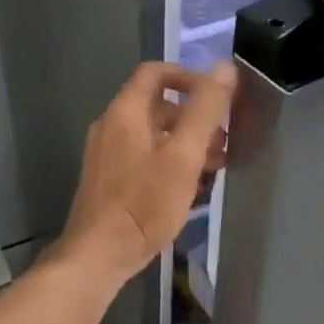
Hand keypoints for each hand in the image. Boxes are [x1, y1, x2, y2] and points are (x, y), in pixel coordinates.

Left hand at [56, 61, 235, 282]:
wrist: (99, 255)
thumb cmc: (144, 203)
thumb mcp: (184, 155)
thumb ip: (205, 110)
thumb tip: (224, 68)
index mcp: (126, 112)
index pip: (155, 72)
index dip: (188, 76)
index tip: (217, 97)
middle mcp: (111, 126)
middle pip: (157, 106)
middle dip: (194, 118)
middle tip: (223, 142)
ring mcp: (107, 155)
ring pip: (153, 135)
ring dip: (185, 144)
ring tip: (213, 168)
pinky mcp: (109, 181)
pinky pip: (144, 158)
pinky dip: (169, 163)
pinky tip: (190, 190)